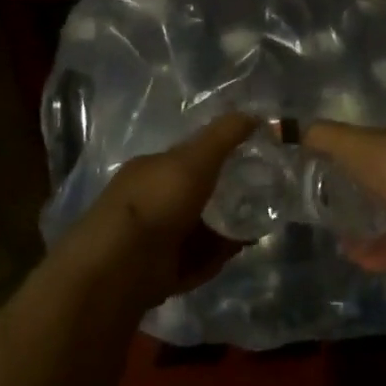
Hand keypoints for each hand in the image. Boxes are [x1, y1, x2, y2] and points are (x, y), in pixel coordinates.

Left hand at [55, 113, 256, 315]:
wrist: (121, 268)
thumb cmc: (156, 203)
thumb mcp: (194, 160)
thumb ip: (224, 136)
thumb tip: (256, 115)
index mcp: (151, 170)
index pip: (190, 157)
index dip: (221, 154)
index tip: (254, 158)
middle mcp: (151, 201)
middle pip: (198, 194)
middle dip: (229, 195)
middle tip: (264, 194)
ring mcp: (155, 238)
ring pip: (200, 228)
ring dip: (227, 227)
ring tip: (260, 223)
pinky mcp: (162, 270)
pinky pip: (198, 259)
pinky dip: (217, 256)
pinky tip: (240, 249)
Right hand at [304, 118, 385, 272]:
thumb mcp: (359, 146)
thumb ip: (326, 138)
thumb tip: (294, 130)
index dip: (360, 148)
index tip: (331, 165)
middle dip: (366, 189)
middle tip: (332, 203)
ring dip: (371, 225)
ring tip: (338, 236)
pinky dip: (381, 253)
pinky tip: (354, 258)